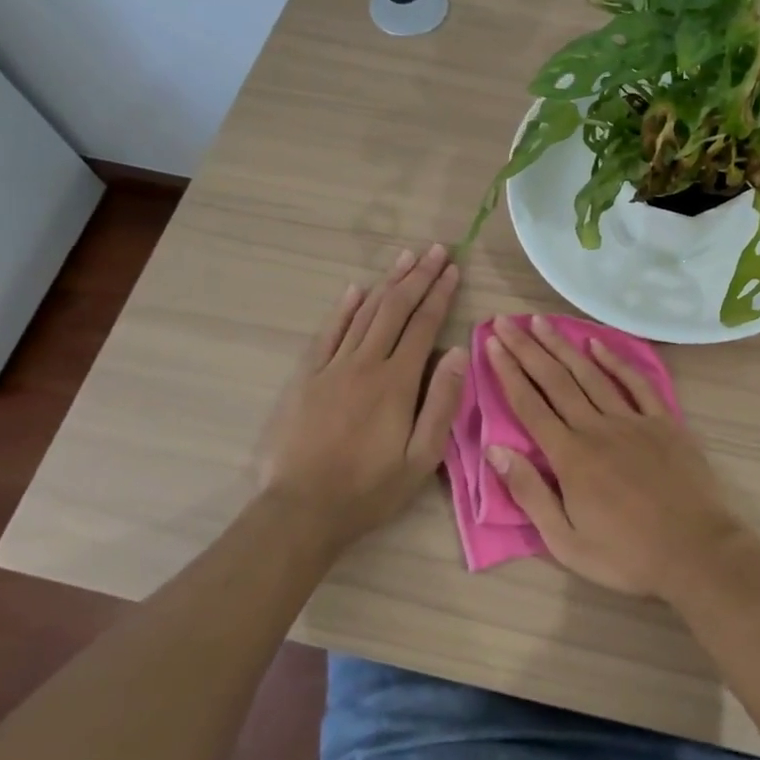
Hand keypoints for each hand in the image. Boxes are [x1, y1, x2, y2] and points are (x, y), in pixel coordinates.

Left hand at [258, 244, 467, 556]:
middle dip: (419, 277)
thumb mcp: (422, 458)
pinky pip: (328, 333)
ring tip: (406, 258)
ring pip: (364, 314)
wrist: (301, 509)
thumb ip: (442, 403)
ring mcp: (332, 367)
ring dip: (387, 283)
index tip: (453, 269)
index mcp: (396, 382)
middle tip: (436, 250)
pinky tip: (355, 290)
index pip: (423, 326)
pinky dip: (344, 309)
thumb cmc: (369, 488)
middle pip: (395, 309)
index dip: (440, 295)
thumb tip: (458, 353)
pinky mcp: (306, 377)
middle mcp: (365, 363)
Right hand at [483, 315, 744, 597]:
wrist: (696, 551)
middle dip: (528, 348)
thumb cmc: (626, 555)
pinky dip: (615, 360)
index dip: (508, 372)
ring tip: (541, 322)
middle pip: (556, 380)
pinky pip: (636, 383)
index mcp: (570, 457)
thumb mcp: (566, 541)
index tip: (493, 343)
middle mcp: (597, 428)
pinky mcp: (663, 422)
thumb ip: (529, 493)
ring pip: (591, 374)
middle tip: (506, 320)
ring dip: (563, 346)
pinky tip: (597, 343)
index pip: (530, 405)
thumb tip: (494, 450)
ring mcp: (633, 421)